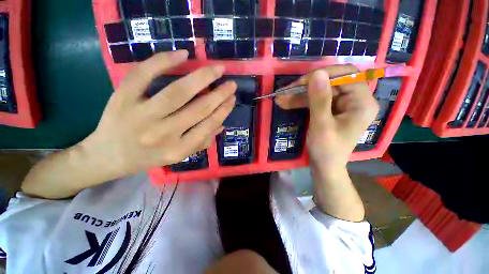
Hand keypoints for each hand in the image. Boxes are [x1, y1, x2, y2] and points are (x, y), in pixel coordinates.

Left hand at [82, 50, 236, 177]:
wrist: (108, 156)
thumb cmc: (148, 157)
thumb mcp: (179, 156)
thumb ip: (202, 142)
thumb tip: (222, 124)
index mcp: (178, 150)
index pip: (208, 125)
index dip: (223, 110)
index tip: (232, 98)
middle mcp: (162, 134)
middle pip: (198, 108)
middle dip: (219, 94)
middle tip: (231, 83)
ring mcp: (140, 115)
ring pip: (178, 92)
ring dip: (202, 77)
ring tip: (218, 69)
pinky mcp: (122, 98)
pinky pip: (144, 74)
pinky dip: (163, 61)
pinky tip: (182, 54)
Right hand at [276, 65, 377, 220]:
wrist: (325, 167)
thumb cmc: (326, 150)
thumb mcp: (321, 125)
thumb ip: (319, 99)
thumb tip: (317, 73)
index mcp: (362, 103)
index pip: (346, 75)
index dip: (323, 75)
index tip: (301, 82)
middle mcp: (356, 100)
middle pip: (331, 83)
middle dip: (307, 87)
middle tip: (287, 91)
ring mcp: (344, 105)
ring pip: (321, 91)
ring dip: (300, 95)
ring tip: (282, 98)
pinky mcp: (333, 110)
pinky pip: (317, 100)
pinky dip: (302, 101)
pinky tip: (288, 103)